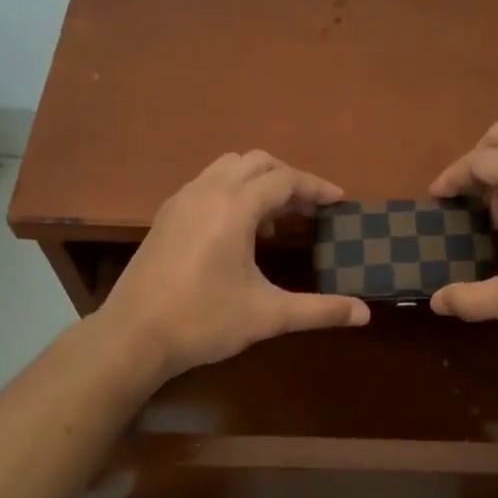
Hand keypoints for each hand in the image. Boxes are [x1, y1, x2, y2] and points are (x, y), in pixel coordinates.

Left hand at [95, 151, 368, 382]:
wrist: (133, 335)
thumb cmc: (203, 321)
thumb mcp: (268, 315)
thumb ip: (319, 310)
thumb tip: (365, 314)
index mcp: (234, 207)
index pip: (285, 180)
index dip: (316, 188)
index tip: (339, 201)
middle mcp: (207, 191)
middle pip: (257, 162)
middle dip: (289, 179)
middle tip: (311, 210)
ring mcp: (181, 200)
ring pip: (228, 168)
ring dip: (258, 183)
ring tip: (277, 221)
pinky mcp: (167, 216)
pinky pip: (208, 184)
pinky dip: (233, 192)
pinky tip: (239, 232)